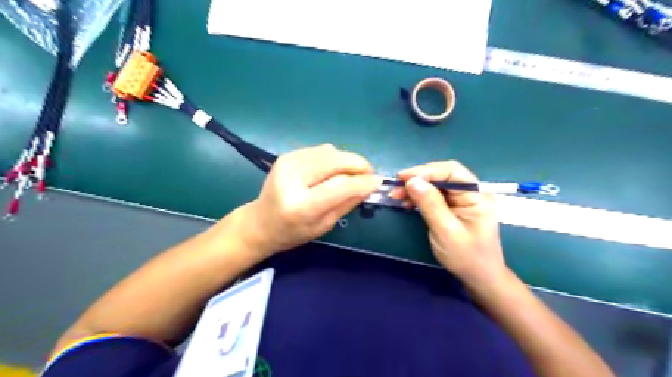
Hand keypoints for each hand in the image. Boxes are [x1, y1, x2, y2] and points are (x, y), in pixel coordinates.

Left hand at [239, 144, 380, 255]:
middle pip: (335, 161)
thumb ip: (347, 203)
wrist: (260, 222)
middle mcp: (292, 178)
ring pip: (330, 151)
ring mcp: (288, 162)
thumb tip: (369, 185)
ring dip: (347, 160)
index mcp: (300, 205)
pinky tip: (334, 169)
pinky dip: (334, 157)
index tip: (377, 182)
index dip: (363, 182)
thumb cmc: (292, 232)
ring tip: (352, 173)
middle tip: (368, 174)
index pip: (340, 186)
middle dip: (359, 165)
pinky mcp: (287, 155)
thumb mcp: (324, 225)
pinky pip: (321, 149)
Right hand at [392, 160, 507, 287]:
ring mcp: (462, 199)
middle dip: (419, 178)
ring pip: (436, 184)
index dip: (426, 171)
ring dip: (416, 187)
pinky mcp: (453, 207)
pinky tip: (407, 201)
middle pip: (442, 175)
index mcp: (477, 195)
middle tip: (396, 185)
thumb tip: (412, 180)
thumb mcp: (446, 231)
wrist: (478, 277)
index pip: (451, 172)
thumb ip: (430, 204)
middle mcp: (471, 192)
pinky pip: (434, 195)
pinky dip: (419, 196)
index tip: (402, 177)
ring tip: (396, 194)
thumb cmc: (466, 256)